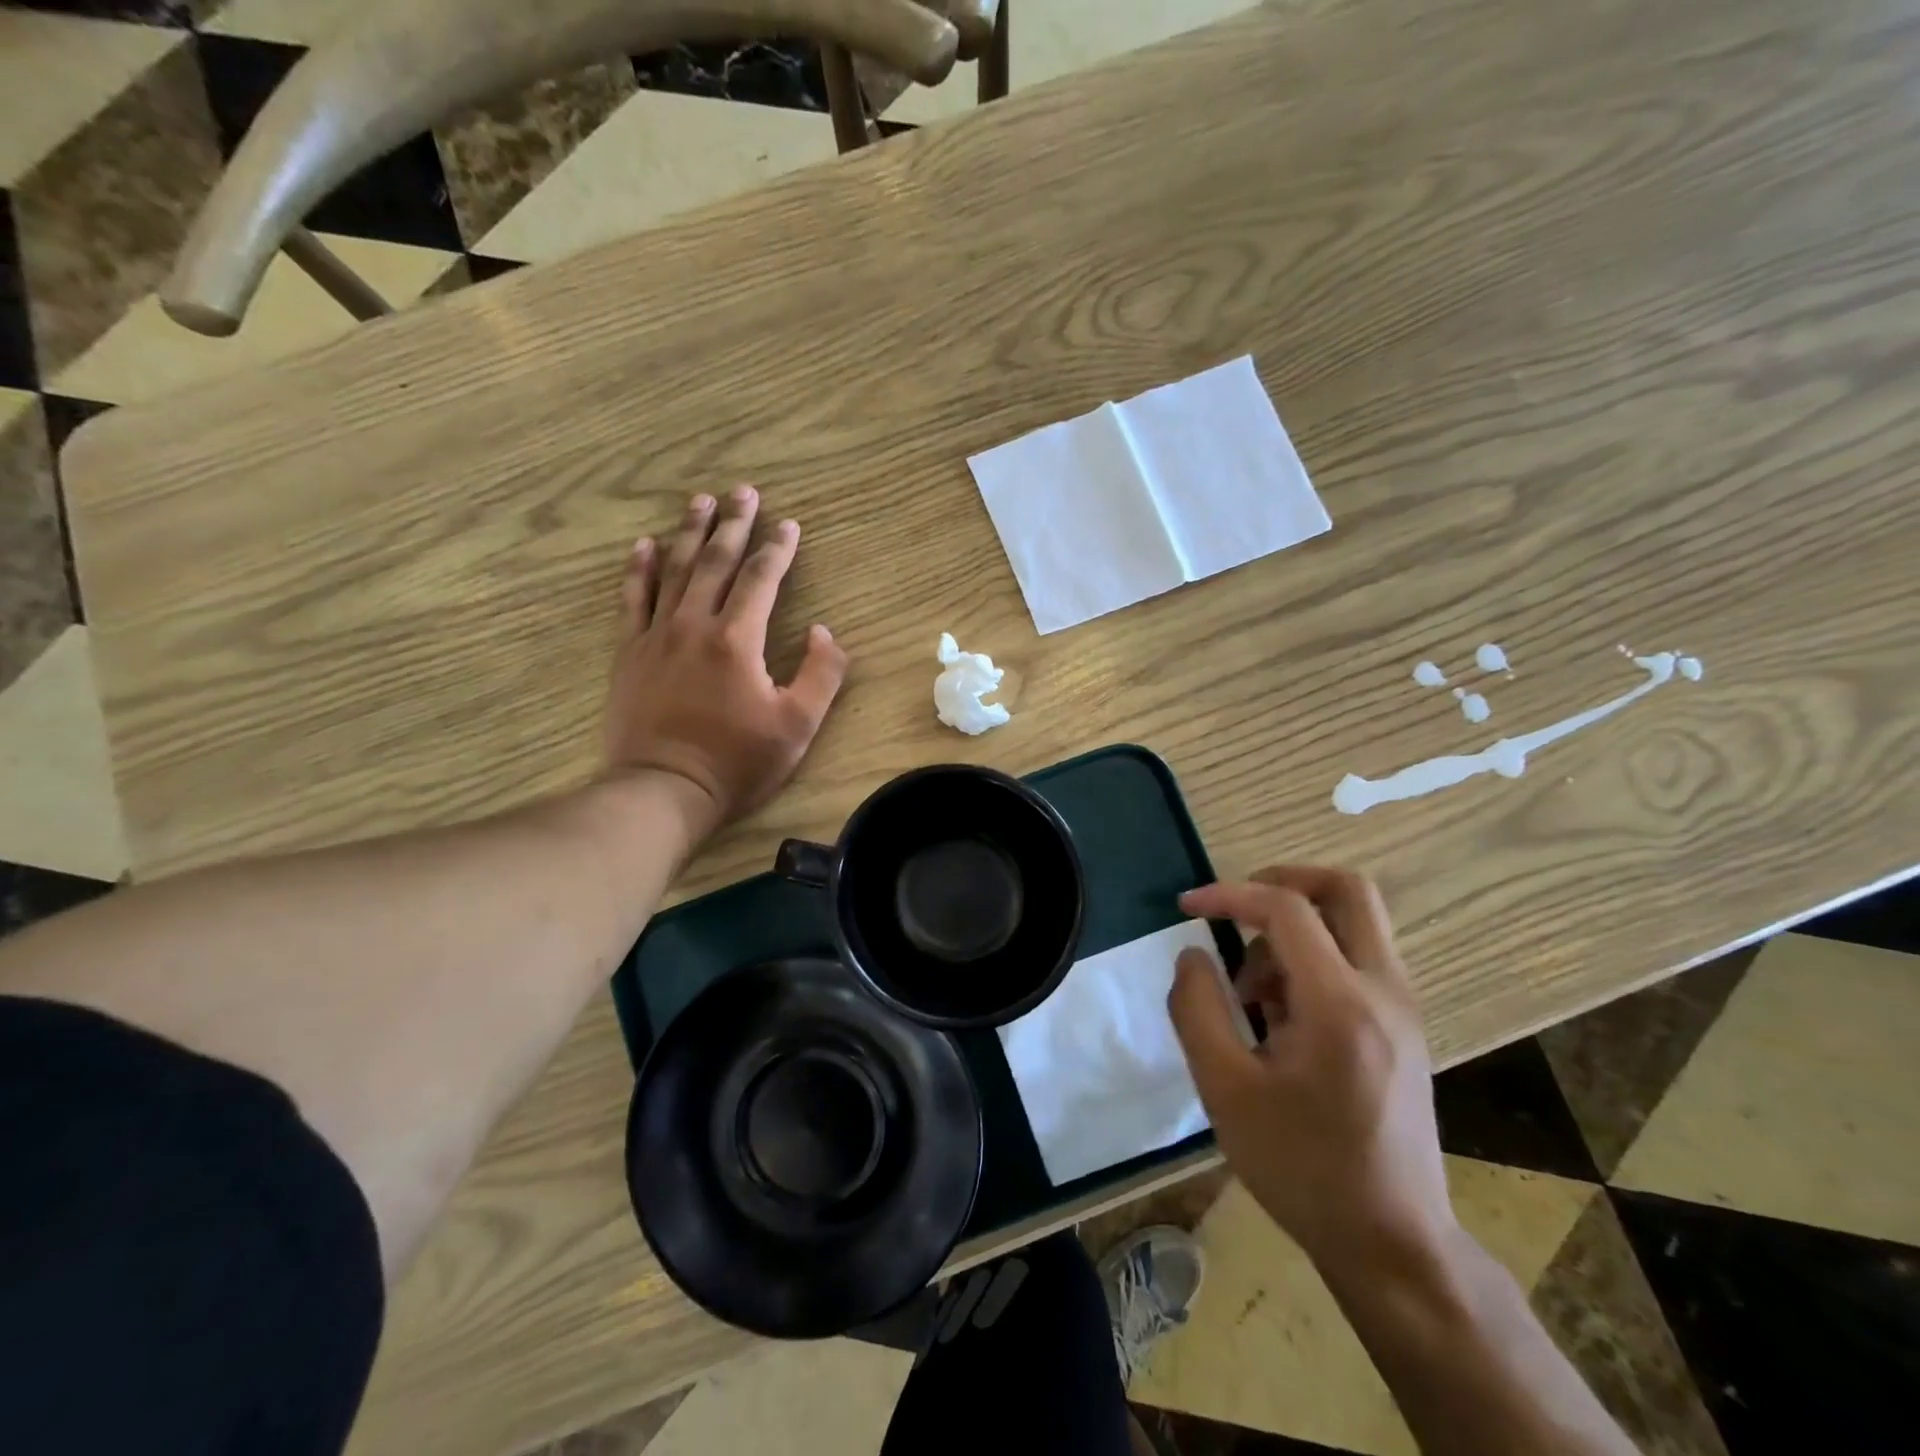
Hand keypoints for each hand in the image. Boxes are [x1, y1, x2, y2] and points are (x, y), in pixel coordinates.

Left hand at [604, 487, 848, 834]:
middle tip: (743, 491)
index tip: (789, 524)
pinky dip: (639, 569)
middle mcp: (694, 625)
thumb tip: (824, 632)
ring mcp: (656, 636)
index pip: (761, 579)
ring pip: (674, 571)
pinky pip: (632, 599)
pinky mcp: (629, 654)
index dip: (778, 549)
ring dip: (689, 533)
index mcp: (737, 640)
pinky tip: (644, 544)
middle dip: (733, 524)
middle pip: (715, 562)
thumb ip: (821, 674)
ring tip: (700, 501)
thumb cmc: (737, 762)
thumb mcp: (798, 725)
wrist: (664, 790)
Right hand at [1168, 867, 1453, 1270]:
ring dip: (1295, 929)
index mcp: (1340, 1004)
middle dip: (1284, 880)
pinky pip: (1358, 958)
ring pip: (1354, 921)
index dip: (1229, 894)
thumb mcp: (1225, 1090)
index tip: (1186, 907)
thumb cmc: (1301, 1167)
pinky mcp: (1404, 1027)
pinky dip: (1314, 957)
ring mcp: (1403, 1007)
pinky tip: (1281, 1015)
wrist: (1392, 1242)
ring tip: (1252, 992)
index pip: (1286, 908)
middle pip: (1347, 889)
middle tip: (1237, 906)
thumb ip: (1197, 1009)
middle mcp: (1384, 990)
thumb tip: (1193, 955)